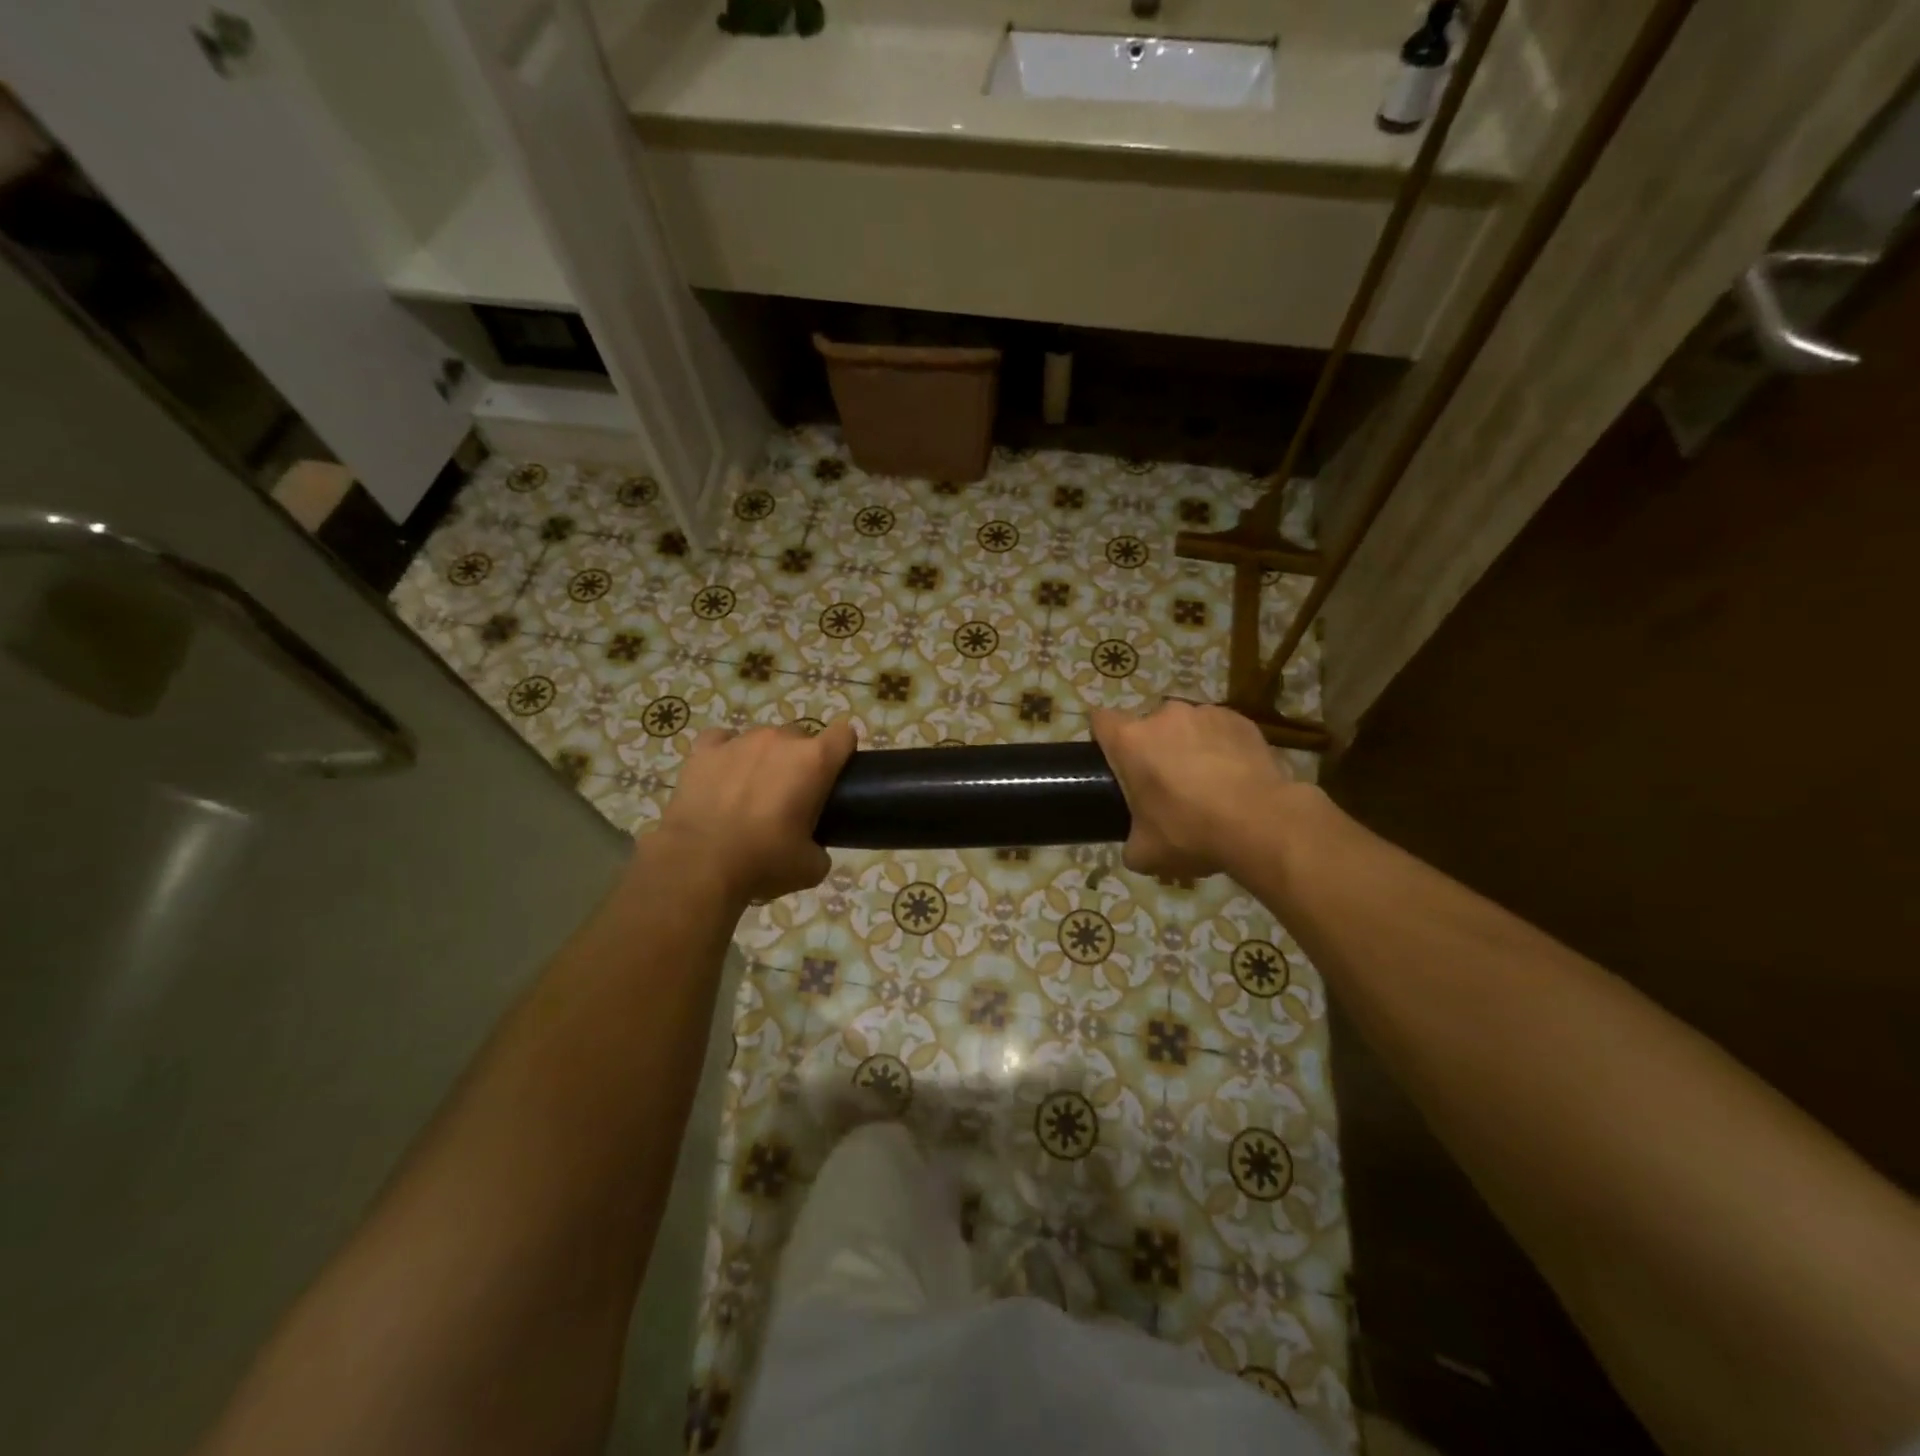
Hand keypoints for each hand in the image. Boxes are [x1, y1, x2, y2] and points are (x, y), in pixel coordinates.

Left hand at [655, 721, 856, 902]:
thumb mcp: (810, 867)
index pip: (844, 734)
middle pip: (801, 737)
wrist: (700, 864)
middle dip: (799, 760)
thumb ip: (820, 848)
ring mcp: (739, 741)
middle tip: (790, 796)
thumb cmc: (764, 861)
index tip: (835, 774)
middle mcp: (780, 740)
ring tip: (749, 792)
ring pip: (762, 739)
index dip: (843, 751)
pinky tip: (721, 777)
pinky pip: (722, 740)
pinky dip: (725, 754)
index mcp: (814, 761)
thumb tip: (812, 848)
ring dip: (763, 758)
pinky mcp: (704, 750)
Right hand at [1090, 702, 1295, 878]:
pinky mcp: (1240, 719)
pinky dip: (1221, 747)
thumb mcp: (1145, 853)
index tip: (1115, 763)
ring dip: (1188, 746)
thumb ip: (1129, 842)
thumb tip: (1135, 843)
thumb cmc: (1192, 833)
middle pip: (1147, 727)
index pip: (1101, 722)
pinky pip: (1219, 730)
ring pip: (1185, 727)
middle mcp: (1164, 716)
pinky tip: (1234, 777)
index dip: (1104, 740)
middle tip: (1166, 786)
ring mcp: (1205, 713)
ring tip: (1207, 782)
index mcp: (1130, 741)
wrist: (1263, 824)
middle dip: (1153, 749)